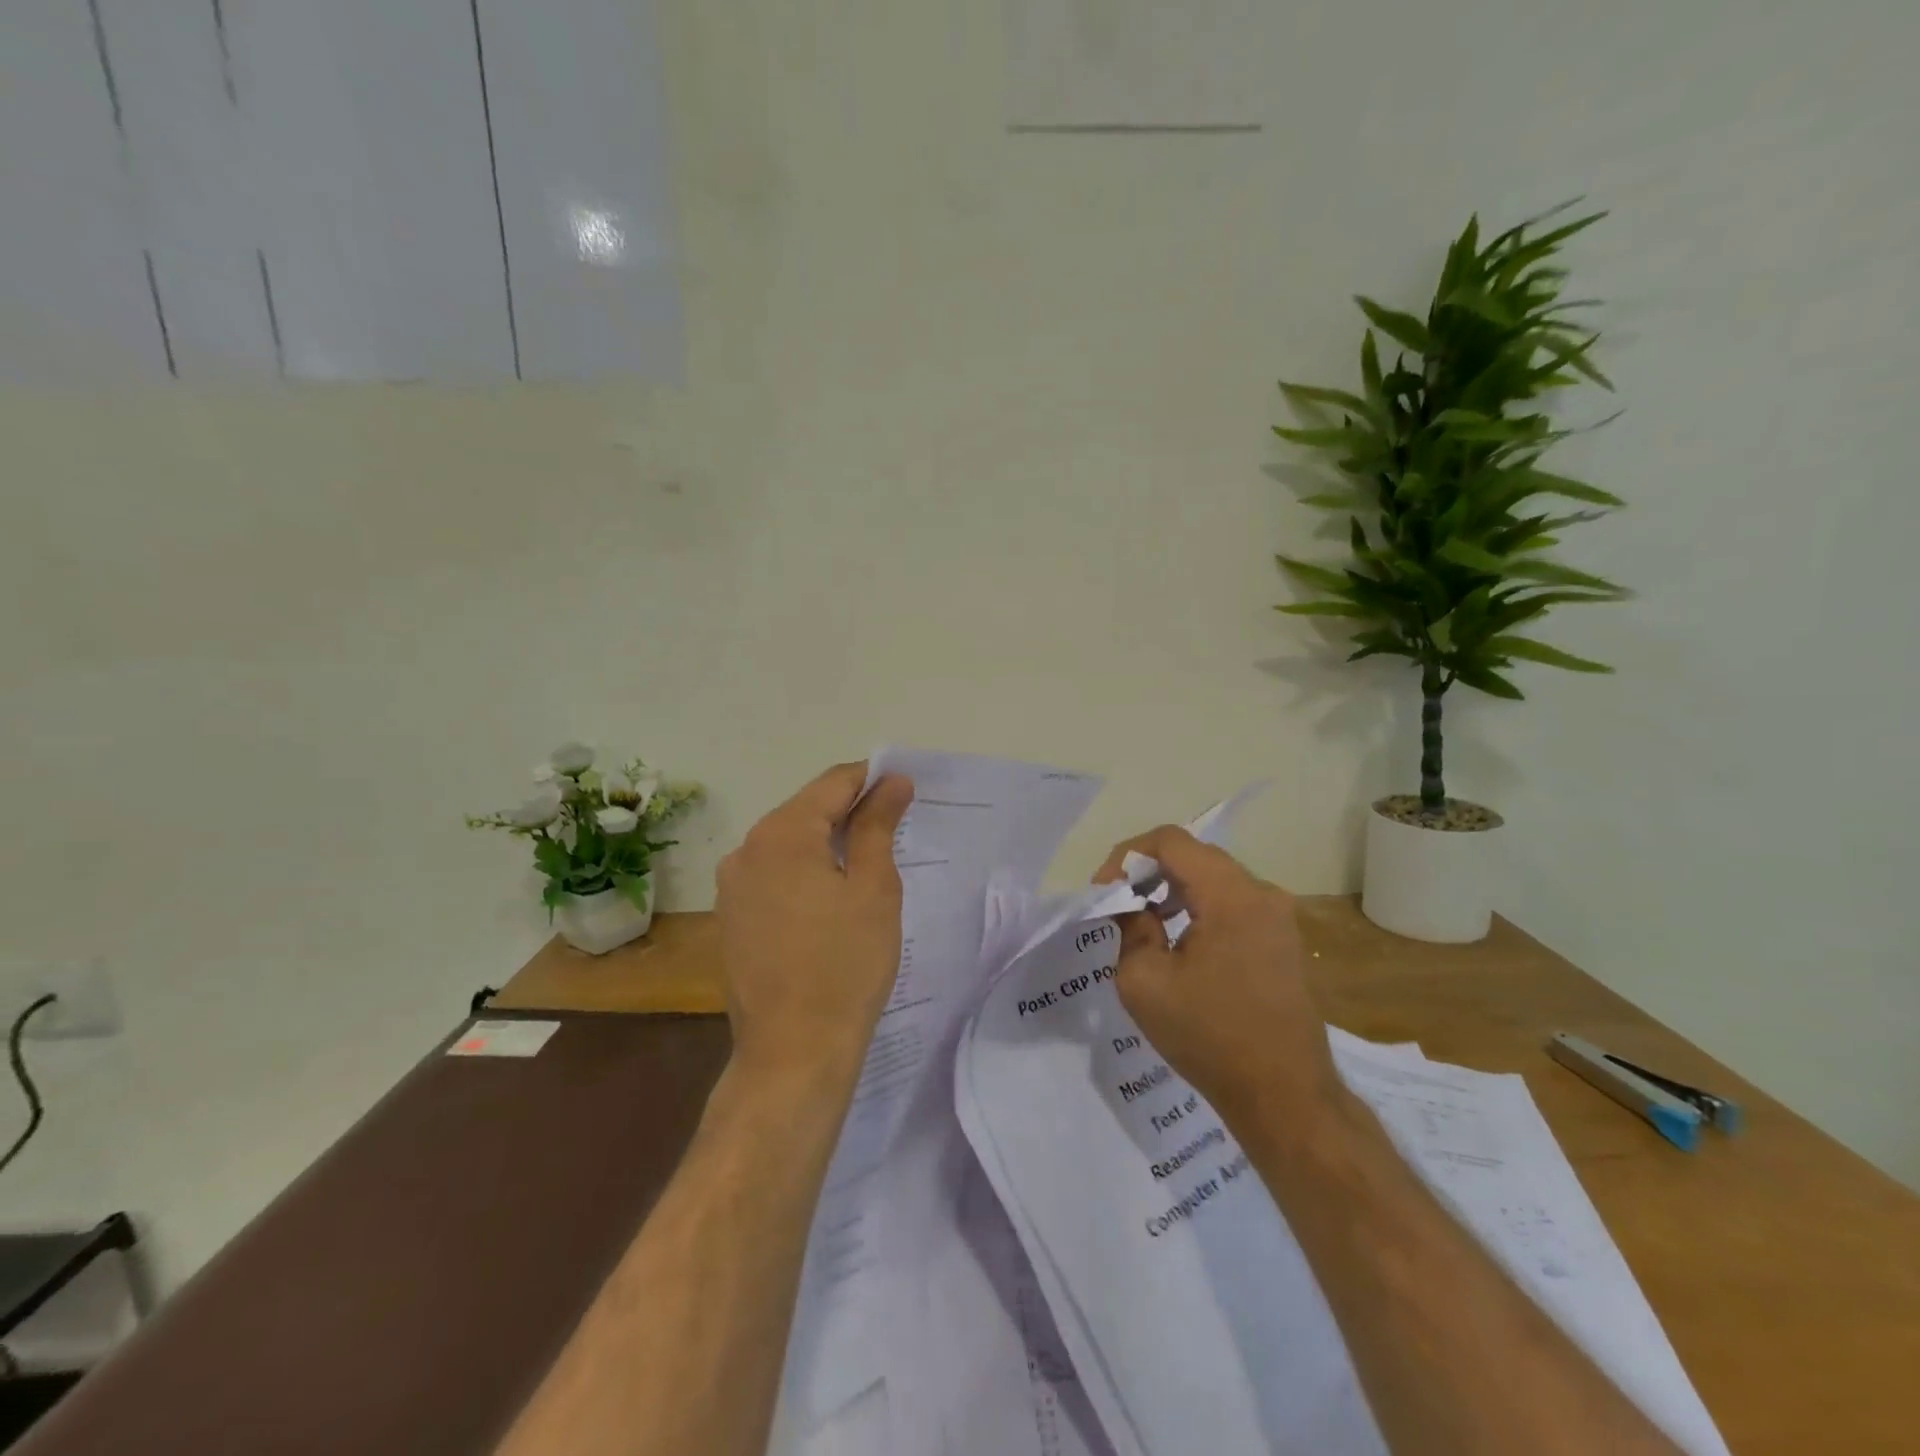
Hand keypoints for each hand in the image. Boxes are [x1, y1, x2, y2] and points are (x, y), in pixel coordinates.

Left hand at [715, 763, 914, 1083]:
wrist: (793, 1052)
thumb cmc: (845, 964)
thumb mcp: (873, 887)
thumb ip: (877, 825)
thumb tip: (892, 781)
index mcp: (781, 833)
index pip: (833, 783)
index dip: (872, 778)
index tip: (905, 787)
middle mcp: (745, 849)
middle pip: (806, 810)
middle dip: (850, 810)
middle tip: (894, 824)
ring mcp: (732, 886)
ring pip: (788, 843)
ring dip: (826, 842)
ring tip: (867, 860)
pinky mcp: (731, 918)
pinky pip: (773, 875)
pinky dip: (804, 871)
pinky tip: (831, 895)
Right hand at [1094, 827, 1338, 1121]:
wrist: (1285, 1097)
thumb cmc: (1209, 1036)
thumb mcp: (1144, 982)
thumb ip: (1130, 928)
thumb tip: (1132, 907)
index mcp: (1230, 895)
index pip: (1171, 841)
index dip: (1128, 855)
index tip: (1105, 890)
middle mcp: (1261, 893)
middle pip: (1195, 855)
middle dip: (1149, 872)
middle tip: (1119, 903)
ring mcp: (1279, 916)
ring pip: (1215, 878)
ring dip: (1174, 889)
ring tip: (1145, 922)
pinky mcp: (1284, 939)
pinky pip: (1233, 903)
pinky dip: (1200, 908)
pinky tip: (1181, 941)